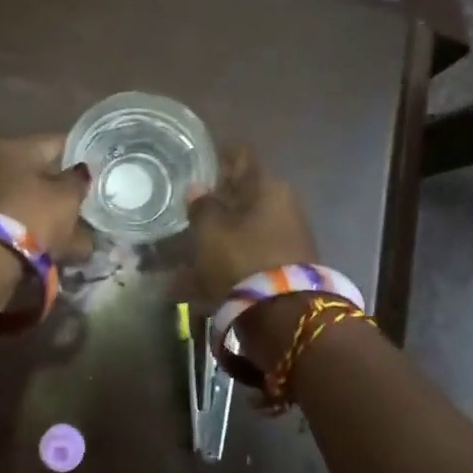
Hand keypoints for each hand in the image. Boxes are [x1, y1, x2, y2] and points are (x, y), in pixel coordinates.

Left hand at [0, 135, 92, 262]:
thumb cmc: (31, 216)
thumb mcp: (67, 198)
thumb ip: (78, 181)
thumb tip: (80, 173)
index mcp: (12, 146)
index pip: (56, 143)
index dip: (80, 157)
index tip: (96, 171)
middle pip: (34, 170)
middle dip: (58, 186)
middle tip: (81, 202)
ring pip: (21, 195)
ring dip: (42, 208)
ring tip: (67, 228)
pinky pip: (9, 215)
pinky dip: (26, 223)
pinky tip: (45, 239)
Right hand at [187, 146, 317, 300]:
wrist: (283, 315)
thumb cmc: (243, 258)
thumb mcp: (211, 230)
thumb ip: (202, 206)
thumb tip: (197, 188)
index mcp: (269, 187)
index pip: (241, 158)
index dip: (218, 157)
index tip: (197, 161)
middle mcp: (283, 206)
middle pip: (244, 195)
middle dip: (216, 201)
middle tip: (188, 206)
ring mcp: (287, 238)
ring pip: (243, 228)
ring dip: (218, 235)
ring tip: (186, 247)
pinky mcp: (283, 267)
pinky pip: (247, 255)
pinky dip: (225, 261)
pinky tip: (197, 276)